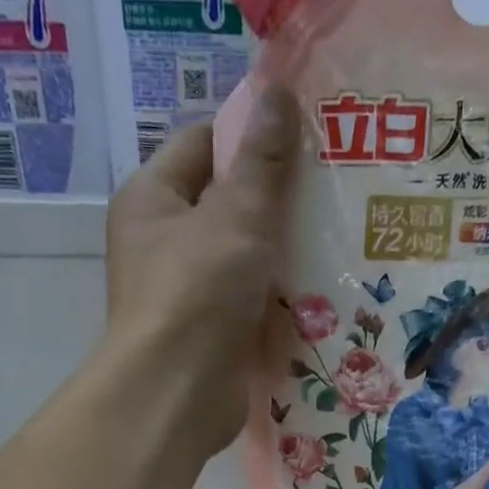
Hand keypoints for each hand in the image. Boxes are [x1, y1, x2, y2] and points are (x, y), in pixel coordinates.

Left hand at [103, 84, 299, 454]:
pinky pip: (248, 309)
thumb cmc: (197, 292)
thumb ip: (262, 160)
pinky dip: (277, 304)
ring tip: (338, 243)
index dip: (250, 136)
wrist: (177, 396)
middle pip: (225, 207)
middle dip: (275, 203)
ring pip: (241, 263)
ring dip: (281, 258)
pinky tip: (321, 298)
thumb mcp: (236, 215)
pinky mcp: (209, 340)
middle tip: (333, 193)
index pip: (202, 144)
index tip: (304, 140)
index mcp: (151, 199)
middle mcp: (161, 246)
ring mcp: (184, 298)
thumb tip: (280, 92)